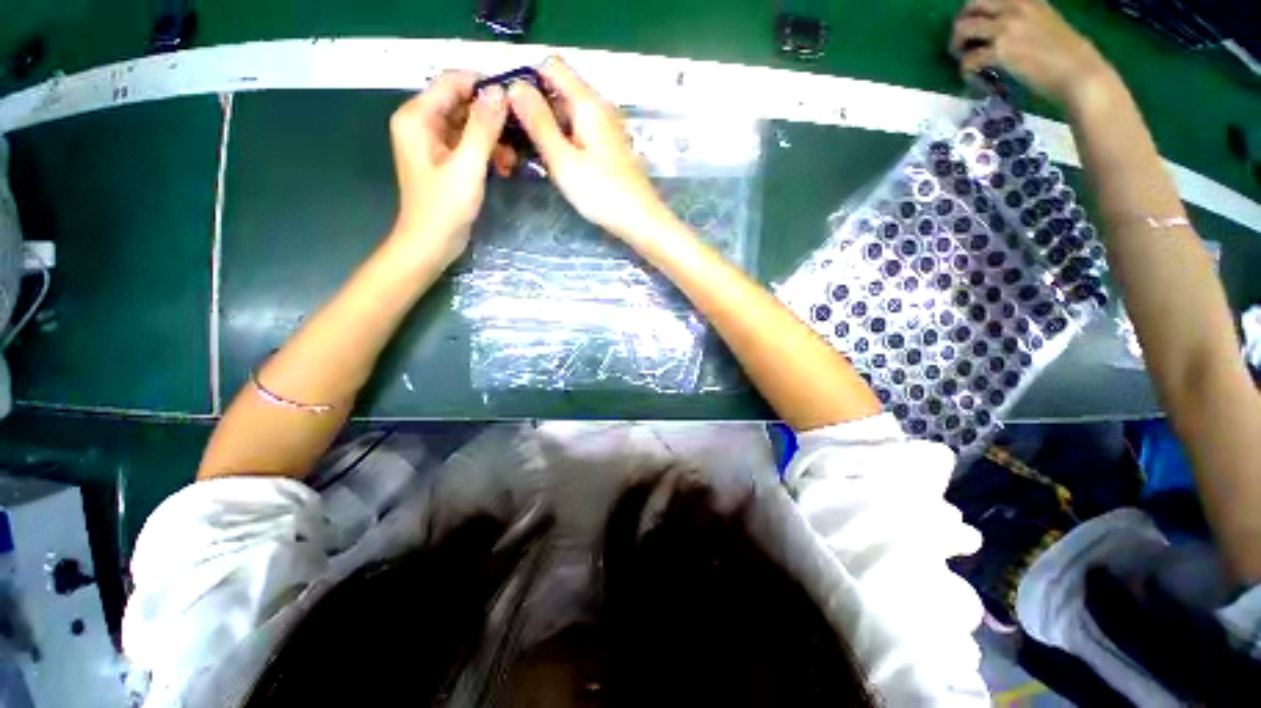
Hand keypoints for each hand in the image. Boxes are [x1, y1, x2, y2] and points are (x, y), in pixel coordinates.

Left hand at [388, 71, 507, 265]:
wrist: (431, 243)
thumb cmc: (445, 207)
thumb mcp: (468, 165)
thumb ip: (483, 127)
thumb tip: (499, 92)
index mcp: (417, 116)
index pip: (452, 82)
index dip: (484, 87)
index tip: (515, 102)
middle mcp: (421, 122)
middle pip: (462, 102)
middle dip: (492, 119)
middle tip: (518, 138)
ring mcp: (433, 141)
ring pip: (469, 124)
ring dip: (493, 139)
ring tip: (510, 161)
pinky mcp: (444, 158)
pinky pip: (468, 143)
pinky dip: (486, 152)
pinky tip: (502, 168)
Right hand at [507, 58, 673, 241]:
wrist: (641, 221)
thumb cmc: (602, 193)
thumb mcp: (563, 160)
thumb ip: (538, 122)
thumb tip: (515, 86)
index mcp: (588, 103)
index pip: (551, 66)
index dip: (526, 79)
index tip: (508, 108)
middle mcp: (600, 108)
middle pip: (559, 91)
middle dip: (535, 108)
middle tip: (514, 139)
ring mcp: (607, 128)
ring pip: (569, 114)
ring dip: (548, 128)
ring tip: (531, 155)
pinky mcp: (610, 147)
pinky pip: (580, 132)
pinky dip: (564, 140)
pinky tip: (556, 163)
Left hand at [951, 0, 1116, 111]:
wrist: (1078, 74)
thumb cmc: (1068, 55)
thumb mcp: (1046, 23)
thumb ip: (1024, 21)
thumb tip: (1000, 33)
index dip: (975, 10)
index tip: (974, 27)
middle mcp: (1016, 7)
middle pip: (972, 4)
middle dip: (961, 24)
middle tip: (962, 44)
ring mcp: (1007, 27)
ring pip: (964, 28)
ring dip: (957, 46)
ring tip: (964, 61)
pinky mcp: (1001, 52)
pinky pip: (969, 59)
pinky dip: (965, 70)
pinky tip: (973, 78)